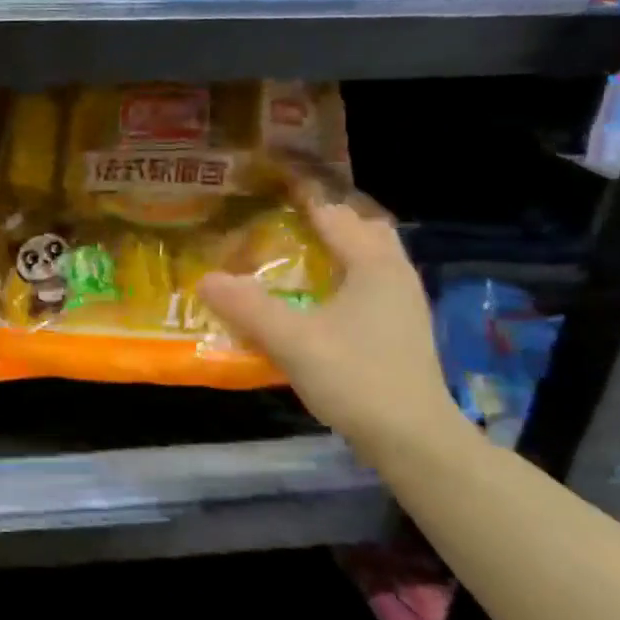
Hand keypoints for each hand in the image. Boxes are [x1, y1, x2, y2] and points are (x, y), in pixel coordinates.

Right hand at [197, 195, 458, 445]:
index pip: (335, 212)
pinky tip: (315, 293)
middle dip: (329, 214)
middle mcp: (394, 275)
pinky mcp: (399, 330)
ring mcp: (402, 304)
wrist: (414, 441)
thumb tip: (204, 277)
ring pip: (370, 256)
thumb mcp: (292, 340)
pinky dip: (343, 272)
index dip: (304, 193)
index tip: (271, 177)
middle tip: (285, 212)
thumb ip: (247, 307)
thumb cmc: (356, 378)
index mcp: (374, 265)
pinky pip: (368, 281)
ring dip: (338, 244)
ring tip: (296, 246)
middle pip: (364, 227)